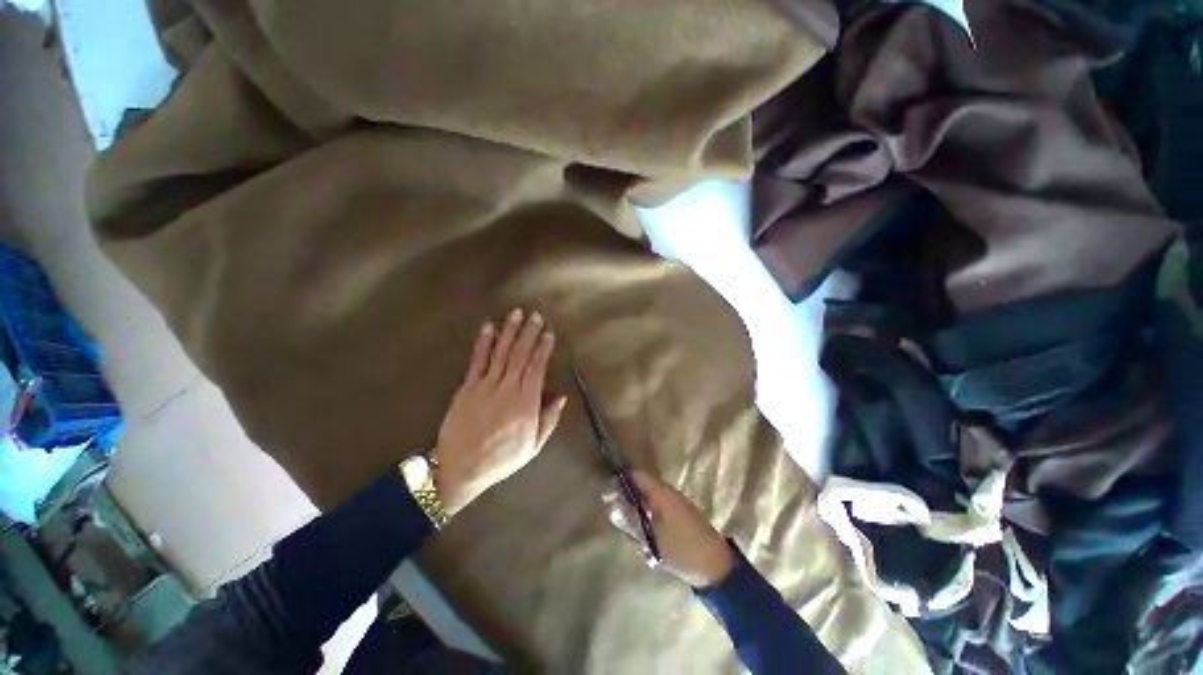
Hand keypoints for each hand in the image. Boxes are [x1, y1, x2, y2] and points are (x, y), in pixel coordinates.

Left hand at [433, 309, 566, 515]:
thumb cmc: (502, 458)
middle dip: (529, 333)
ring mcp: (486, 386)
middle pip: (520, 355)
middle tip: (535, 315)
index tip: (548, 333)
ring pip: (501, 353)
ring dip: (509, 332)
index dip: (543, 349)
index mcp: (526, 403)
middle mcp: (508, 389)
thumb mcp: (533, 445)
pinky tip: (489, 328)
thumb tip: (560, 396)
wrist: (461, 467)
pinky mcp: (468, 387)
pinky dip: (483, 343)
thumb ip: (549, 419)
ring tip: (516, 314)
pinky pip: (477, 361)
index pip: (537, 368)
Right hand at [604, 470, 735, 587]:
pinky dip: (648, 524)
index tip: (606, 496)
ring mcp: (674, 505)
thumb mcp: (652, 537)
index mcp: (661, 492)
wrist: (716, 566)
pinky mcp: (678, 517)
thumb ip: (631, 520)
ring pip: (647, 503)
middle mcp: (667, 493)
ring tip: (635, 538)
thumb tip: (612, 506)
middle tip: (618, 521)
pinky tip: (648, 544)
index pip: (636, 476)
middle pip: (640, 489)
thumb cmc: (683, 549)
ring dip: (638, 517)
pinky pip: (656, 514)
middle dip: (627, 503)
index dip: (620, 482)